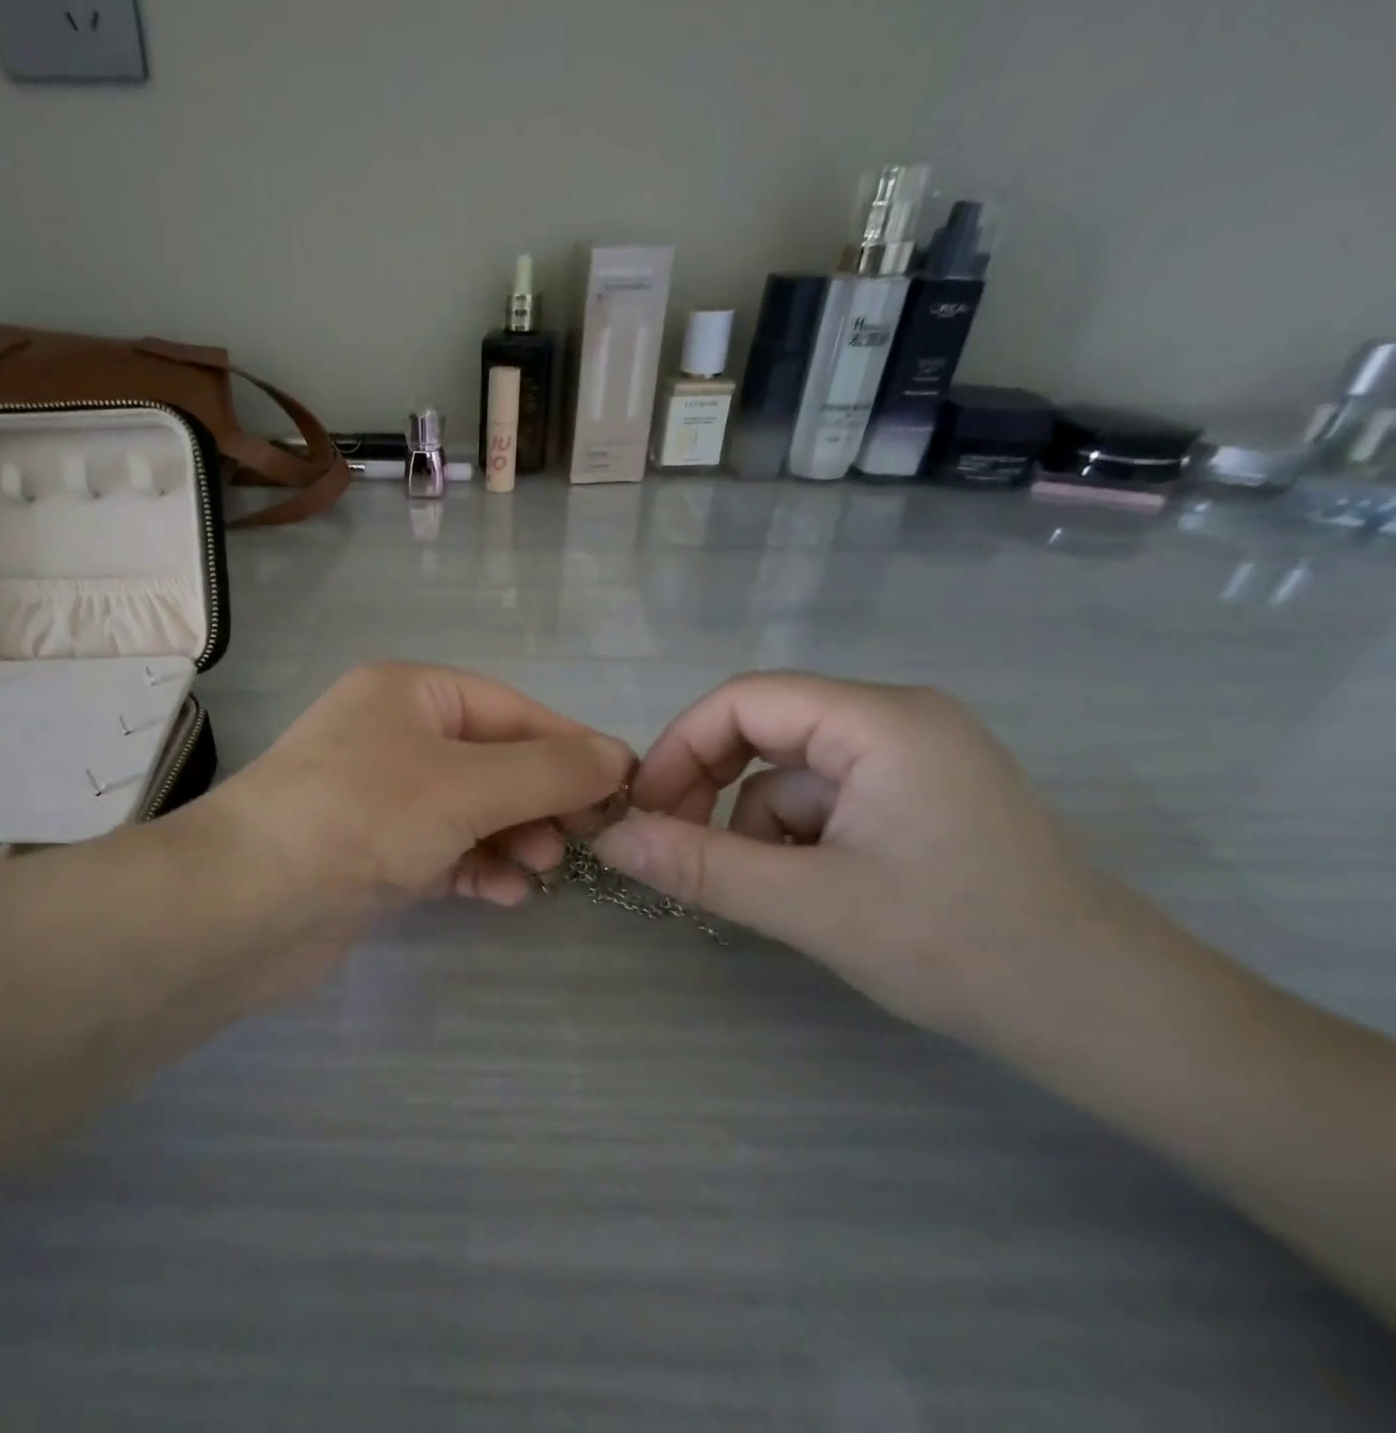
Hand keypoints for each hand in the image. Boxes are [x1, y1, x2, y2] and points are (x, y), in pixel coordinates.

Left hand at [205, 660, 634, 925]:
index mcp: (410, 694)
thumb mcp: (465, 785)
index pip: (512, 710)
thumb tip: (618, 757)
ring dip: (513, 837)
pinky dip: (479, 868)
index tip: (622, 789)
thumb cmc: (361, 817)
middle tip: (580, 843)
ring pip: (473, 810)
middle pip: (494, 761)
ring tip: (542, 870)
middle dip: (540, 800)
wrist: (245, 906)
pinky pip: (445, 851)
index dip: (570, 747)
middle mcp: (394, 735)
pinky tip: (507, 895)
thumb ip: (547, 771)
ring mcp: (382, 796)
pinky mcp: (374, 852)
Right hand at [593, 673, 1166, 1044]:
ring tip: (767, 891)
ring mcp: (913, 757)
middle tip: (676, 846)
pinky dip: (795, 838)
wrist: (1112, 1021)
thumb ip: (701, 867)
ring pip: (790, 772)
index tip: (644, 812)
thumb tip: (609, 841)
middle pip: (765, 728)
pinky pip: (825, 799)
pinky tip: (810, 891)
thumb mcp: (811, 907)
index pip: (745, 700)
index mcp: (882, 721)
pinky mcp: (918, 797)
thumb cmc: (964, 949)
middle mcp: (898, 719)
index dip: (680, 749)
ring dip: (756, 825)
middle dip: (712, 786)